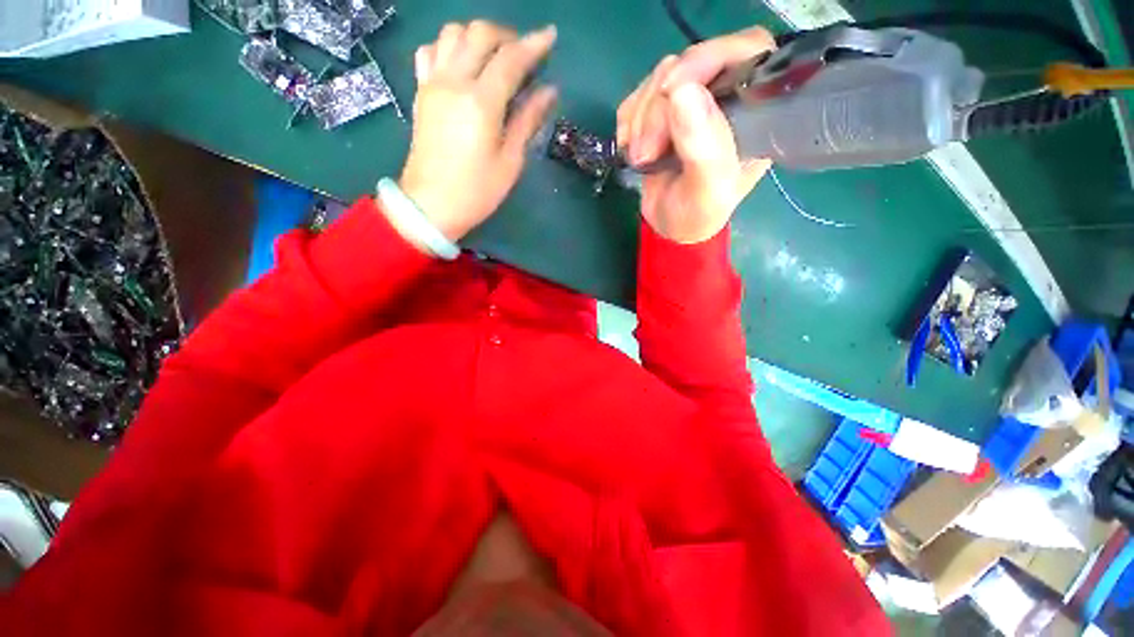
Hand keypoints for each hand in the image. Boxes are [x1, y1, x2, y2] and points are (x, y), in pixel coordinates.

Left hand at [398, 21, 557, 242]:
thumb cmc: (477, 191)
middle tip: (524, 53)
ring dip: (477, 35)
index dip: (534, 45)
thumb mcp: (510, 162)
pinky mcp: (421, 92)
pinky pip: (430, 51)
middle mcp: (454, 82)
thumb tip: (549, 92)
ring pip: (452, 33)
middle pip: (480, 34)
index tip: (551, 37)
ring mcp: (433, 84)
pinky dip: (449, 46)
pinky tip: (462, 63)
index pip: (511, 59)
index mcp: (481, 103)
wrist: (430, 205)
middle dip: (507, 35)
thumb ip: (528, 121)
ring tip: (494, 56)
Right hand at [616, 28, 774, 243]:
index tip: (672, 93)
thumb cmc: (697, 215)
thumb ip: (704, 148)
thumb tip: (682, 93)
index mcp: (755, 111)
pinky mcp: (663, 111)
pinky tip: (631, 149)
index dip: (708, 59)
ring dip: (640, 119)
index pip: (745, 50)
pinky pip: (638, 96)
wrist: (669, 227)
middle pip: (691, 63)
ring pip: (660, 78)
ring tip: (641, 158)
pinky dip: (628, 122)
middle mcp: (727, 97)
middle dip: (659, 107)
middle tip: (647, 153)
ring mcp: (692, 101)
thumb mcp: (708, 191)